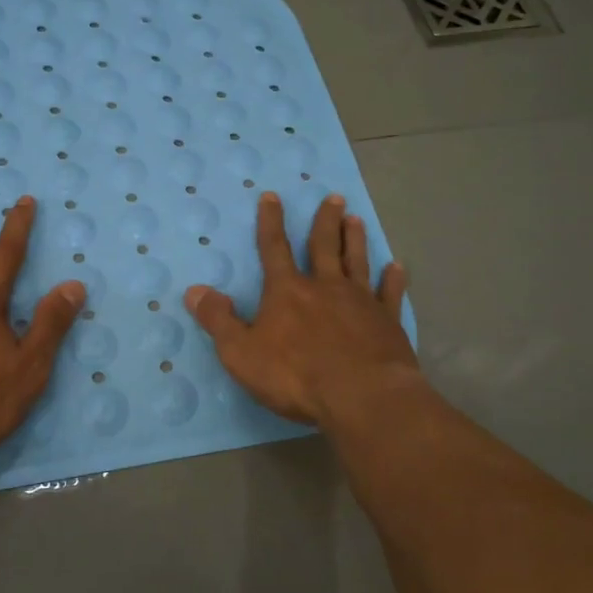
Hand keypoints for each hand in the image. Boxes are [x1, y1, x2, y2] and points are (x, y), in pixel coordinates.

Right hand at [185, 191, 415, 426]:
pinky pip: (390, 294)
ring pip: (357, 262)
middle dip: (325, 221)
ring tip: (356, 219)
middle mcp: (325, 287)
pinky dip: (393, 279)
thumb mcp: (241, 353)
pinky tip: (397, 267)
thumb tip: (195, 290)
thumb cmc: (296, 376)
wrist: (362, 397)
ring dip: (355, 240)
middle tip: (334, 197)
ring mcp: (361, 302)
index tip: (272, 196)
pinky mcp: (388, 322)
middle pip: (324, 246)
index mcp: (287, 291)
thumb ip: (219, 320)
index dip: (270, 222)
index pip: (274, 249)